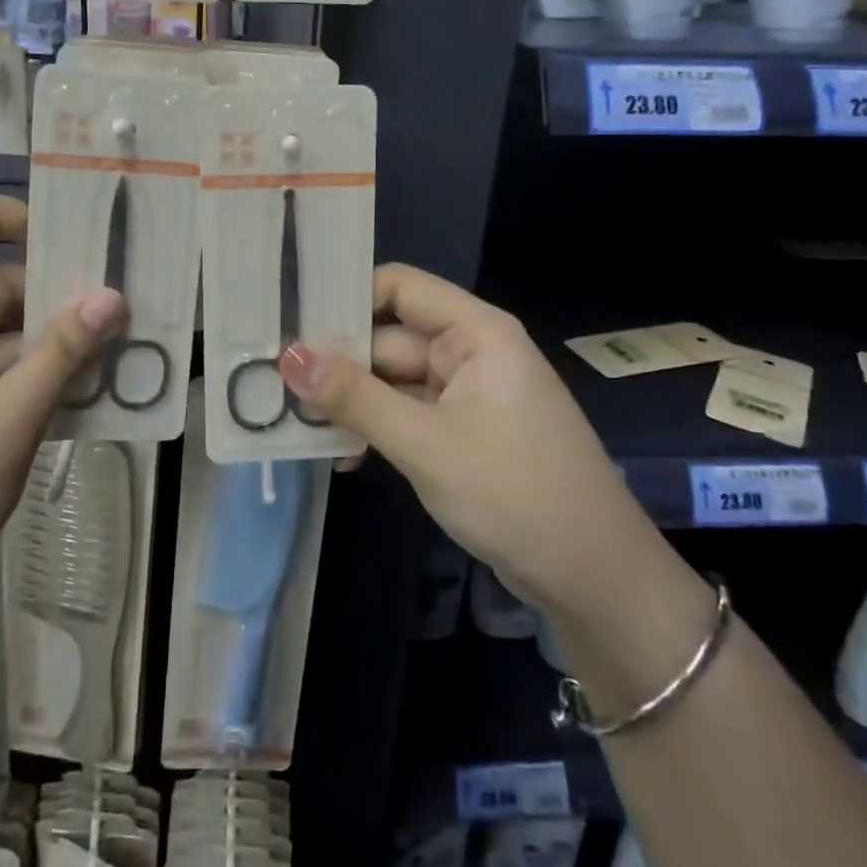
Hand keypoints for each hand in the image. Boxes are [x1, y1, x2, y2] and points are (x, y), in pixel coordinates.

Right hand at [278, 264, 646, 621]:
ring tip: (294, 421)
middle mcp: (471, 352)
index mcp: (476, 332)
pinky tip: (339, 455)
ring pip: (393, 380)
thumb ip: (355, 397)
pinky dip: (376, 429)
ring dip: (351, 402)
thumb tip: (289, 356)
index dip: (346, 298)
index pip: (399, 287)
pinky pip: (407, 414)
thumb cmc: (515, 494)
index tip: (290, 322)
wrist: (594, 579)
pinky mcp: (463, 432)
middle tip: (272, 382)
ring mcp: (467, 394)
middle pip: (389, 338)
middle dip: (337, 363)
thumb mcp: (426, 444)